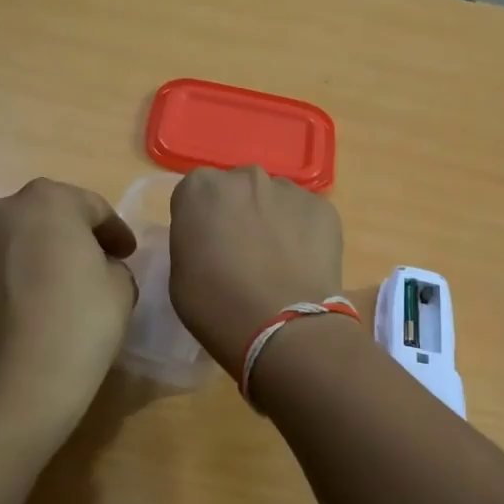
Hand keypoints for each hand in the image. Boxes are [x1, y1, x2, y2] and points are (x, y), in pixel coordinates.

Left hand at [0, 179, 137, 426]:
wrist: (10, 386)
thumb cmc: (77, 326)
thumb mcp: (121, 288)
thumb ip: (112, 264)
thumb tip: (95, 270)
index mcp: (48, 202)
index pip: (93, 207)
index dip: (115, 231)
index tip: (128, 254)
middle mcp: (0, 212)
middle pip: (47, 216)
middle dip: (72, 236)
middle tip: (95, 265)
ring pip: (15, 242)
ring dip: (37, 256)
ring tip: (57, 289)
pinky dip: (13, 279)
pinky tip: (29, 309)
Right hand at [168, 166, 344, 369]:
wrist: (284, 327)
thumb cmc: (217, 306)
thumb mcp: (180, 275)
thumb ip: (193, 240)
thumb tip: (214, 239)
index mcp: (201, 188)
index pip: (195, 195)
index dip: (200, 222)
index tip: (207, 248)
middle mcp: (245, 176)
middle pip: (237, 189)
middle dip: (238, 212)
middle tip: (243, 253)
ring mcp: (289, 189)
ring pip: (275, 200)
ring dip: (272, 220)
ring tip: (278, 262)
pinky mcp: (324, 208)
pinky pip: (306, 216)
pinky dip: (303, 234)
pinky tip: (302, 266)